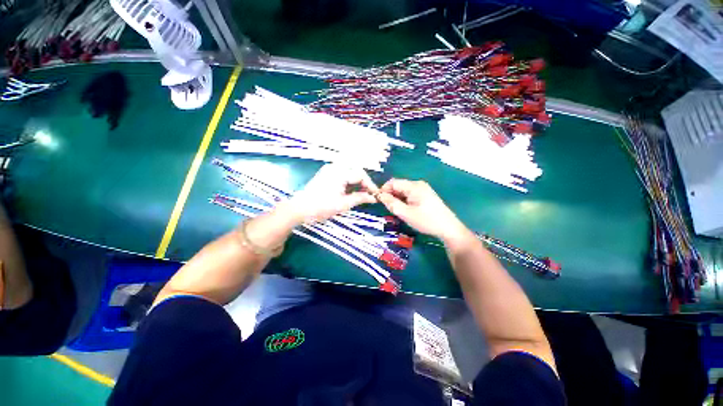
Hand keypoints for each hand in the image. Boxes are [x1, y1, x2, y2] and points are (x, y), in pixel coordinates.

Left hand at [286, 163, 378, 223]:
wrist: (299, 209)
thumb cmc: (321, 207)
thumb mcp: (343, 204)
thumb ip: (360, 198)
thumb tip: (373, 198)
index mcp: (340, 173)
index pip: (360, 175)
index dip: (370, 185)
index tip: (376, 195)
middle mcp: (335, 167)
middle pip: (356, 171)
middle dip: (364, 182)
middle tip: (368, 194)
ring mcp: (329, 169)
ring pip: (349, 172)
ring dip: (357, 182)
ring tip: (361, 194)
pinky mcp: (326, 174)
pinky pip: (342, 174)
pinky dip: (349, 181)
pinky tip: (351, 190)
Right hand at [378, 179, 468, 242]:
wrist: (448, 228)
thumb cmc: (426, 221)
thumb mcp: (406, 213)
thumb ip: (391, 203)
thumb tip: (379, 195)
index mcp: (414, 186)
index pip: (393, 182)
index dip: (383, 190)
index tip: (378, 201)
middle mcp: (418, 184)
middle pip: (398, 186)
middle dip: (390, 195)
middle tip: (388, 208)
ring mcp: (423, 189)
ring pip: (403, 191)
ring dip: (397, 199)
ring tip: (396, 211)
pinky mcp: (425, 195)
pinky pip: (409, 194)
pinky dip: (404, 200)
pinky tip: (405, 210)